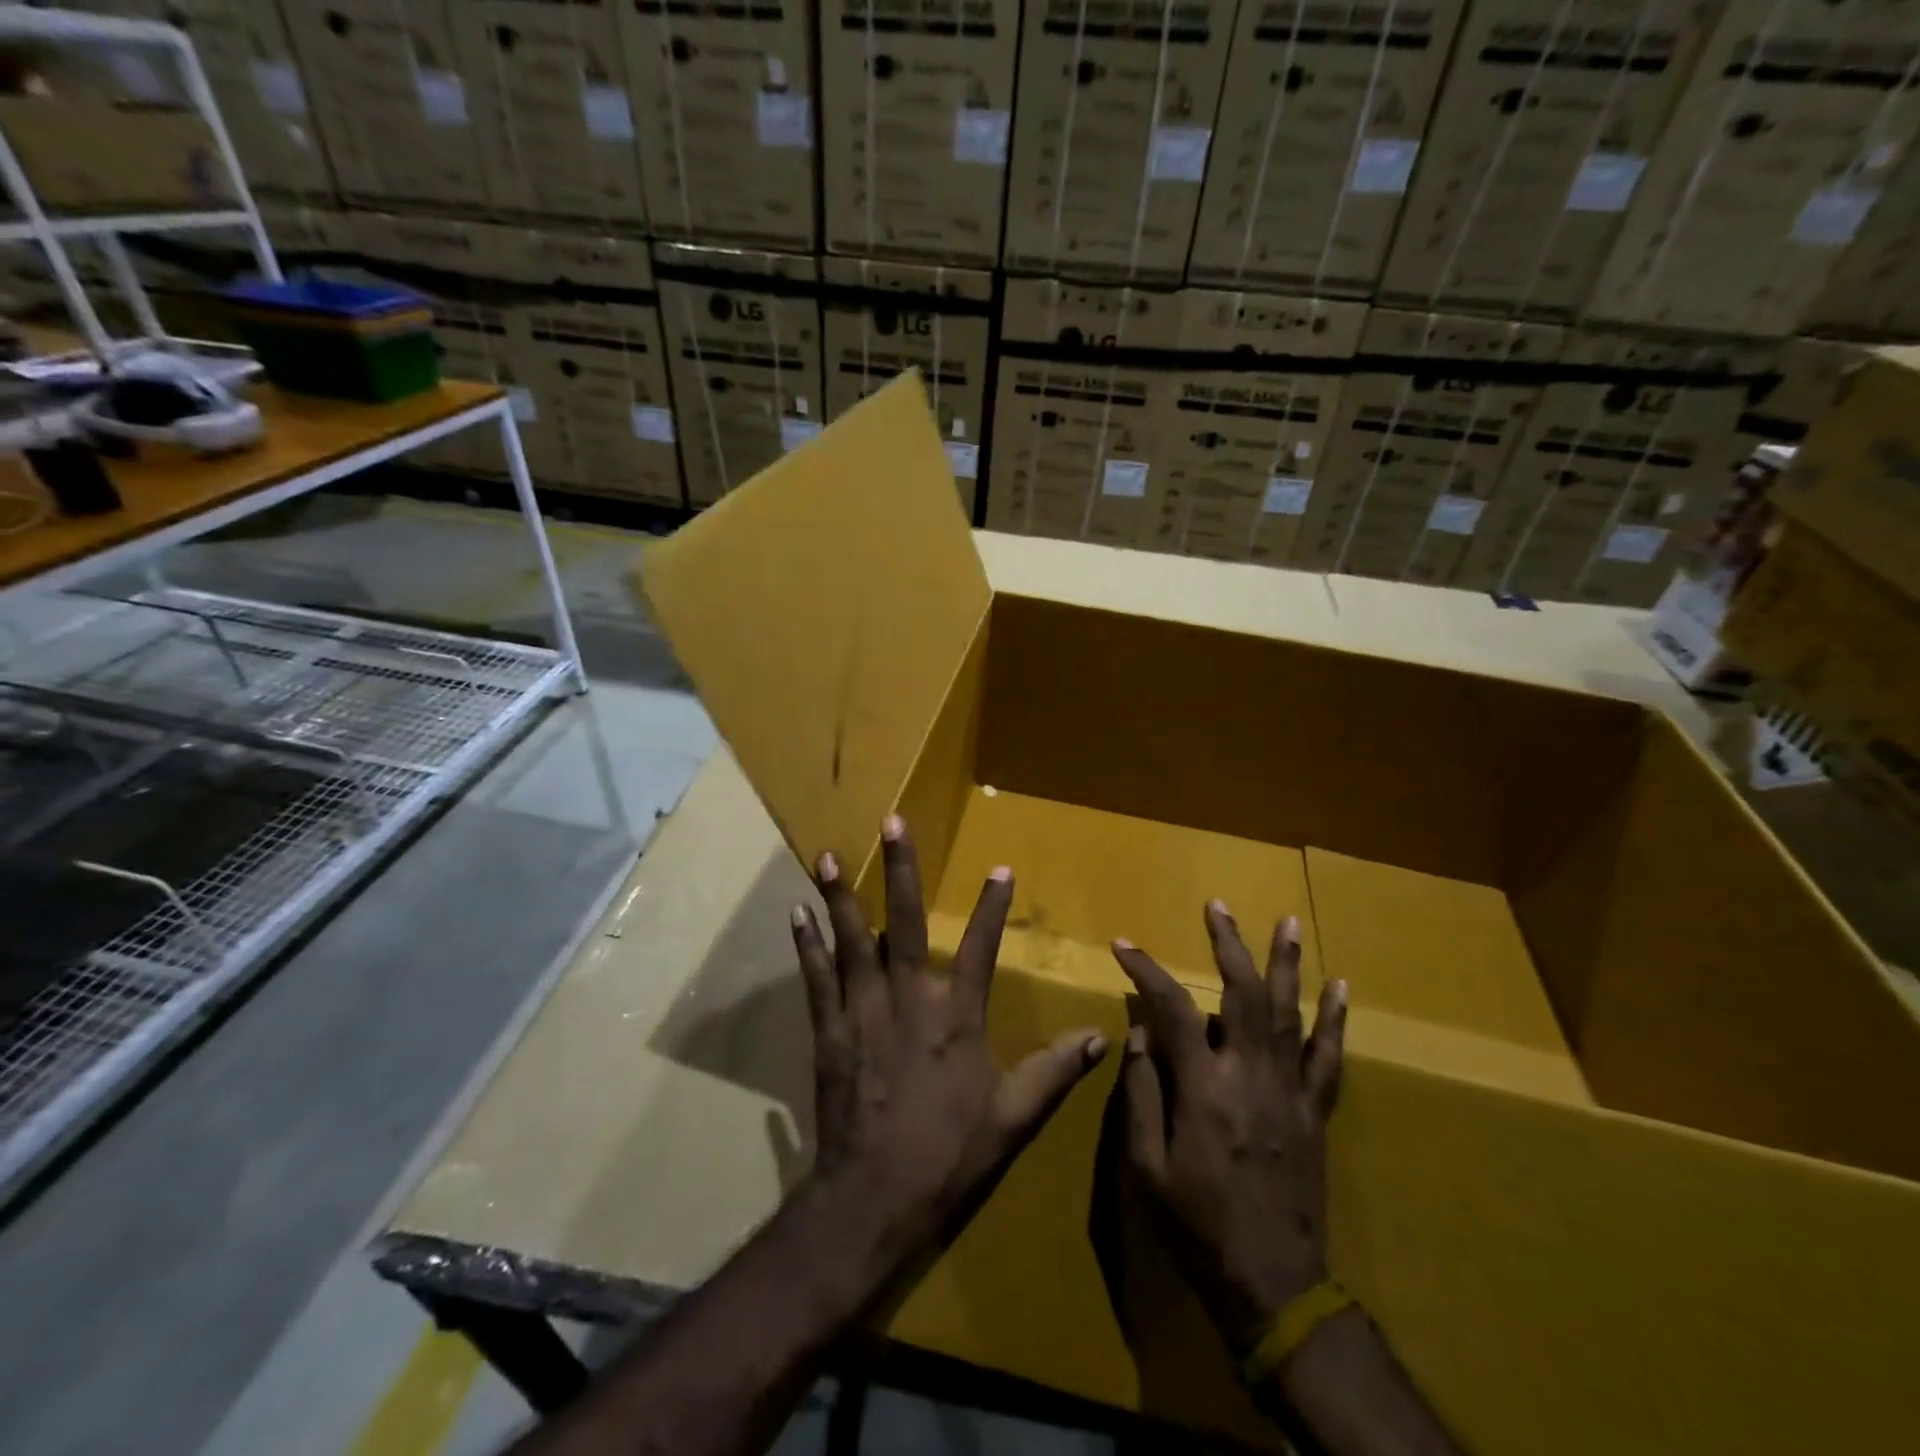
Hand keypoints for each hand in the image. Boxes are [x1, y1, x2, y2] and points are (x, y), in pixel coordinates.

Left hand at [788, 815, 1108, 1300]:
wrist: (874, 1196)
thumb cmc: (949, 1154)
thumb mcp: (1013, 1117)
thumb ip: (1055, 1072)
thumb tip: (1100, 1038)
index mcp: (957, 1015)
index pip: (983, 948)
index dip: (993, 907)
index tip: (1000, 869)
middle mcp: (909, 998)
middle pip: (906, 922)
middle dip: (900, 871)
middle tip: (891, 824)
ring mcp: (863, 1011)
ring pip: (852, 940)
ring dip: (840, 897)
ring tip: (828, 856)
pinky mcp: (829, 1030)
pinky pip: (816, 978)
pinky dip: (807, 946)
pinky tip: (797, 915)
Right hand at [1111, 902, 1347, 1353]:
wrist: (1274, 1285)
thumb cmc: (1197, 1225)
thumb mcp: (1145, 1167)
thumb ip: (1141, 1094)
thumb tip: (1139, 1035)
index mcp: (1203, 1089)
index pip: (1172, 1009)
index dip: (1146, 970)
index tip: (1123, 946)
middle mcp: (1250, 1076)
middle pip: (1242, 994)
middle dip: (1228, 945)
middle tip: (1217, 907)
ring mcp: (1290, 1092)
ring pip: (1290, 1014)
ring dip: (1286, 964)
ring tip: (1288, 921)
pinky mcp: (1315, 1113)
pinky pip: (1329, 1058)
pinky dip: (1335, 1020)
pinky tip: (1341, 987)